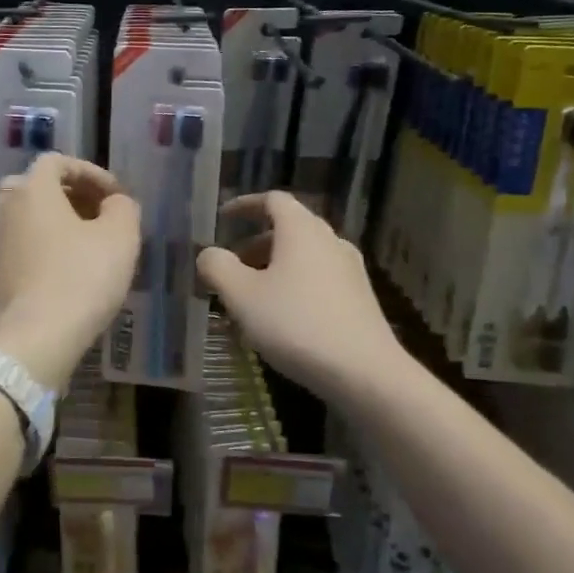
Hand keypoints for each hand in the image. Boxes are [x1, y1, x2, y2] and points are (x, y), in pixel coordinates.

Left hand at [0, 154, 140, 388]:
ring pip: (28, 217)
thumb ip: (123, 208)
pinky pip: (21, 244)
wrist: (32, 340)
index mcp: (30, 189)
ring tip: (88, 244)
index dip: (91, 172)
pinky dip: (44, 246)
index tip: (116, 195)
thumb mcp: (120, 237)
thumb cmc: (80, 278)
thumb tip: (115, 203)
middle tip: (102, 215)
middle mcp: (3, 207)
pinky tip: (67, 271)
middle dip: (73, 196)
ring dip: (58, 222)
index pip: (57, 162)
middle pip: (38, 187)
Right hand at [197, 191, 402, 398]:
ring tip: (249, 300)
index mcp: (301, 230)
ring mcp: (349, 270)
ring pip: (302, 258)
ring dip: (272, 270)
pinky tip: (279, 321)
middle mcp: (329, 241)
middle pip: (288, 229)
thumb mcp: (241, 295)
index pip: (272, 200)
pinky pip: (317, 280)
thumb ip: (217, 267)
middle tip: (230, 268)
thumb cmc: (295, 324)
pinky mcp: (359, 299)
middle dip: (254, 245)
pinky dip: (293, 287)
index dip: (244, 205)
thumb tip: (208, 254)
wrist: (365, 372)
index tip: (223, 218)